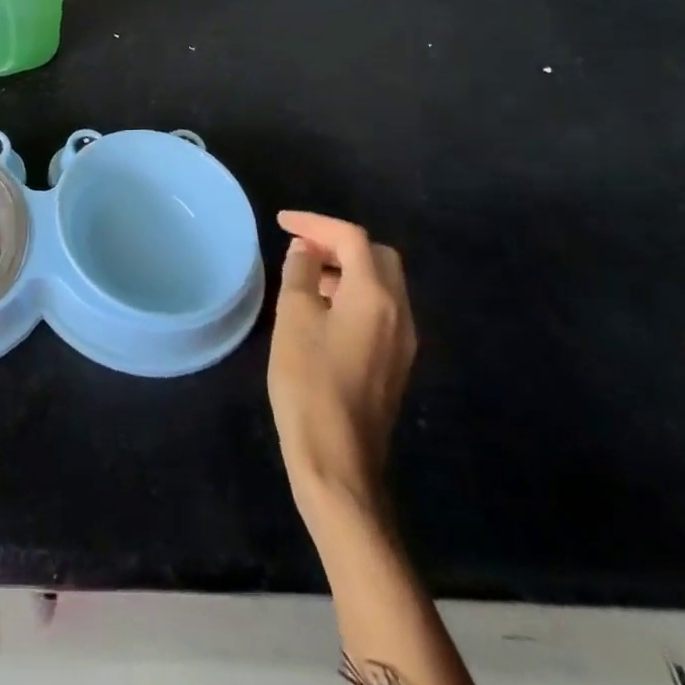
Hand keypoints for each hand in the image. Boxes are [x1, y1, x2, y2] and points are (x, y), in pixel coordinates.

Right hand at [267, 211, 416, 520]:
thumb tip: (306, 250)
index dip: (315, 223)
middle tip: (300, 247)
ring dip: (346, 268)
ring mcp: (403, 341)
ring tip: (304, 276)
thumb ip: (300, 273)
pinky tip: (321, 309)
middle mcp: (400, 312)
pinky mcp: (396, 362)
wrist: (338, 462)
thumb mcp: (293, 318)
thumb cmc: (309, 383)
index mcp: (374, 297)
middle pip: (377, 256)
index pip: (351, 238)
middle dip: (338, 243)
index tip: (281, 223)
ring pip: (382, 283)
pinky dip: (353, 293)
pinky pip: (380, 309)